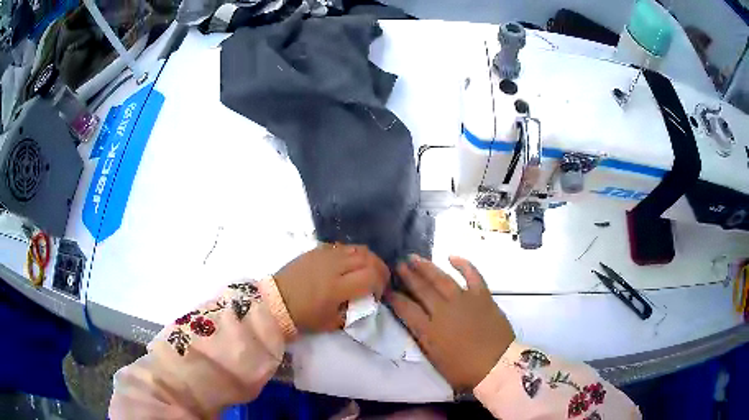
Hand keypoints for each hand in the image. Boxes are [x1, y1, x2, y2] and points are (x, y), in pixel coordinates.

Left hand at [275, 244, 388, 332]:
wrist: (277, 301)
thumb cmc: (304, 316)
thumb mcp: (332, 322)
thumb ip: (353, 311)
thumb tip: (366, 301)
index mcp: (337, 287)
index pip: (371, 276)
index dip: (381, 284)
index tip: (378, 294)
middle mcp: (334, 266)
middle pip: (368, 258)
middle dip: (380, 269)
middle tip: (379, 280)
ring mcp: (325, 255)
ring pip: (357, 249)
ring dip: (369, 259)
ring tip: (368, 270)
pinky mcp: (317, 250)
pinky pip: (342, 247)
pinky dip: (353, 254)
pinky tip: (350, 264)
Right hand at [387, 255, 514, 390]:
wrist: (497, 365)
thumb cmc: (464, 370)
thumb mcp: (435, 359)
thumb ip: (423, 339)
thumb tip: (414, 322)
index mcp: (430, 329)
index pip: (406, 308)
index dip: (394, 298)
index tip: (386, 288)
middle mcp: (443, 310)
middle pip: (421, 289)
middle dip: (408, 276)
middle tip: (398, 264)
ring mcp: (464, 300)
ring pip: (442, 279)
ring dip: (427, 267)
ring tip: (415, 258)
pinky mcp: (482, 296)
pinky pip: (472, 275)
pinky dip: (463, 264)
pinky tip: (452, 257)